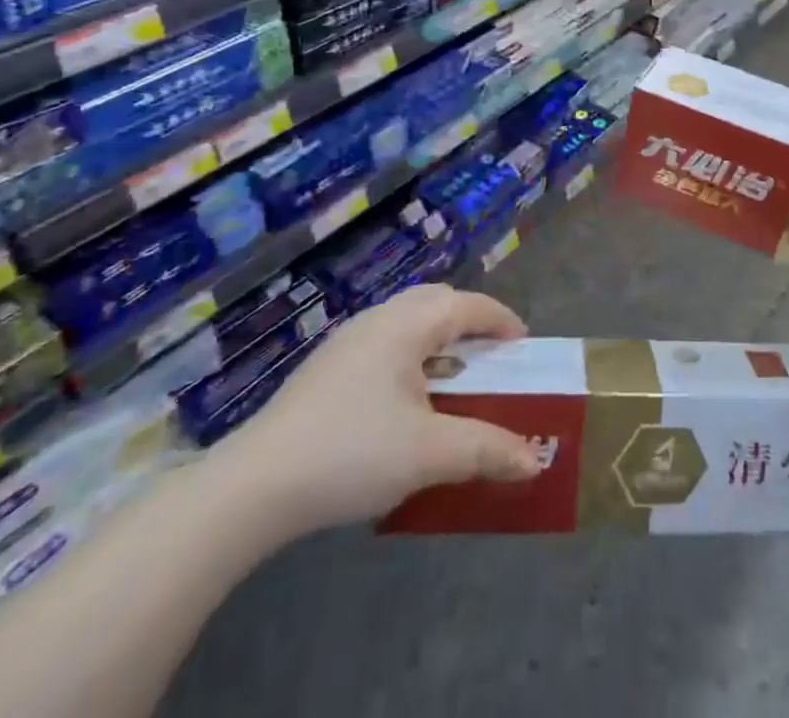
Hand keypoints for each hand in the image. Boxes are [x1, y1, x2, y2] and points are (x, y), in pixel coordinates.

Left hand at [222, 284, 542, 532]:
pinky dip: (411, 357)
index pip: (467, 305)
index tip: (524, 344)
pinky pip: (384, 345)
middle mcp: (378, 320)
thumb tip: (535, 460)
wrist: (253, 486)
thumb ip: (486, 450)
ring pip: (407, 323)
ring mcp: (346, 343)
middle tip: (491, 356)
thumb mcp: (429, 453)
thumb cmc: (351, 453)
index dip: (500, 320)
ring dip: (438, 341)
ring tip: (453, 378)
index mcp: (407, 324)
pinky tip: (405, 402)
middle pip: (436, 302)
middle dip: (470, 323)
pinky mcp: (326, 370)